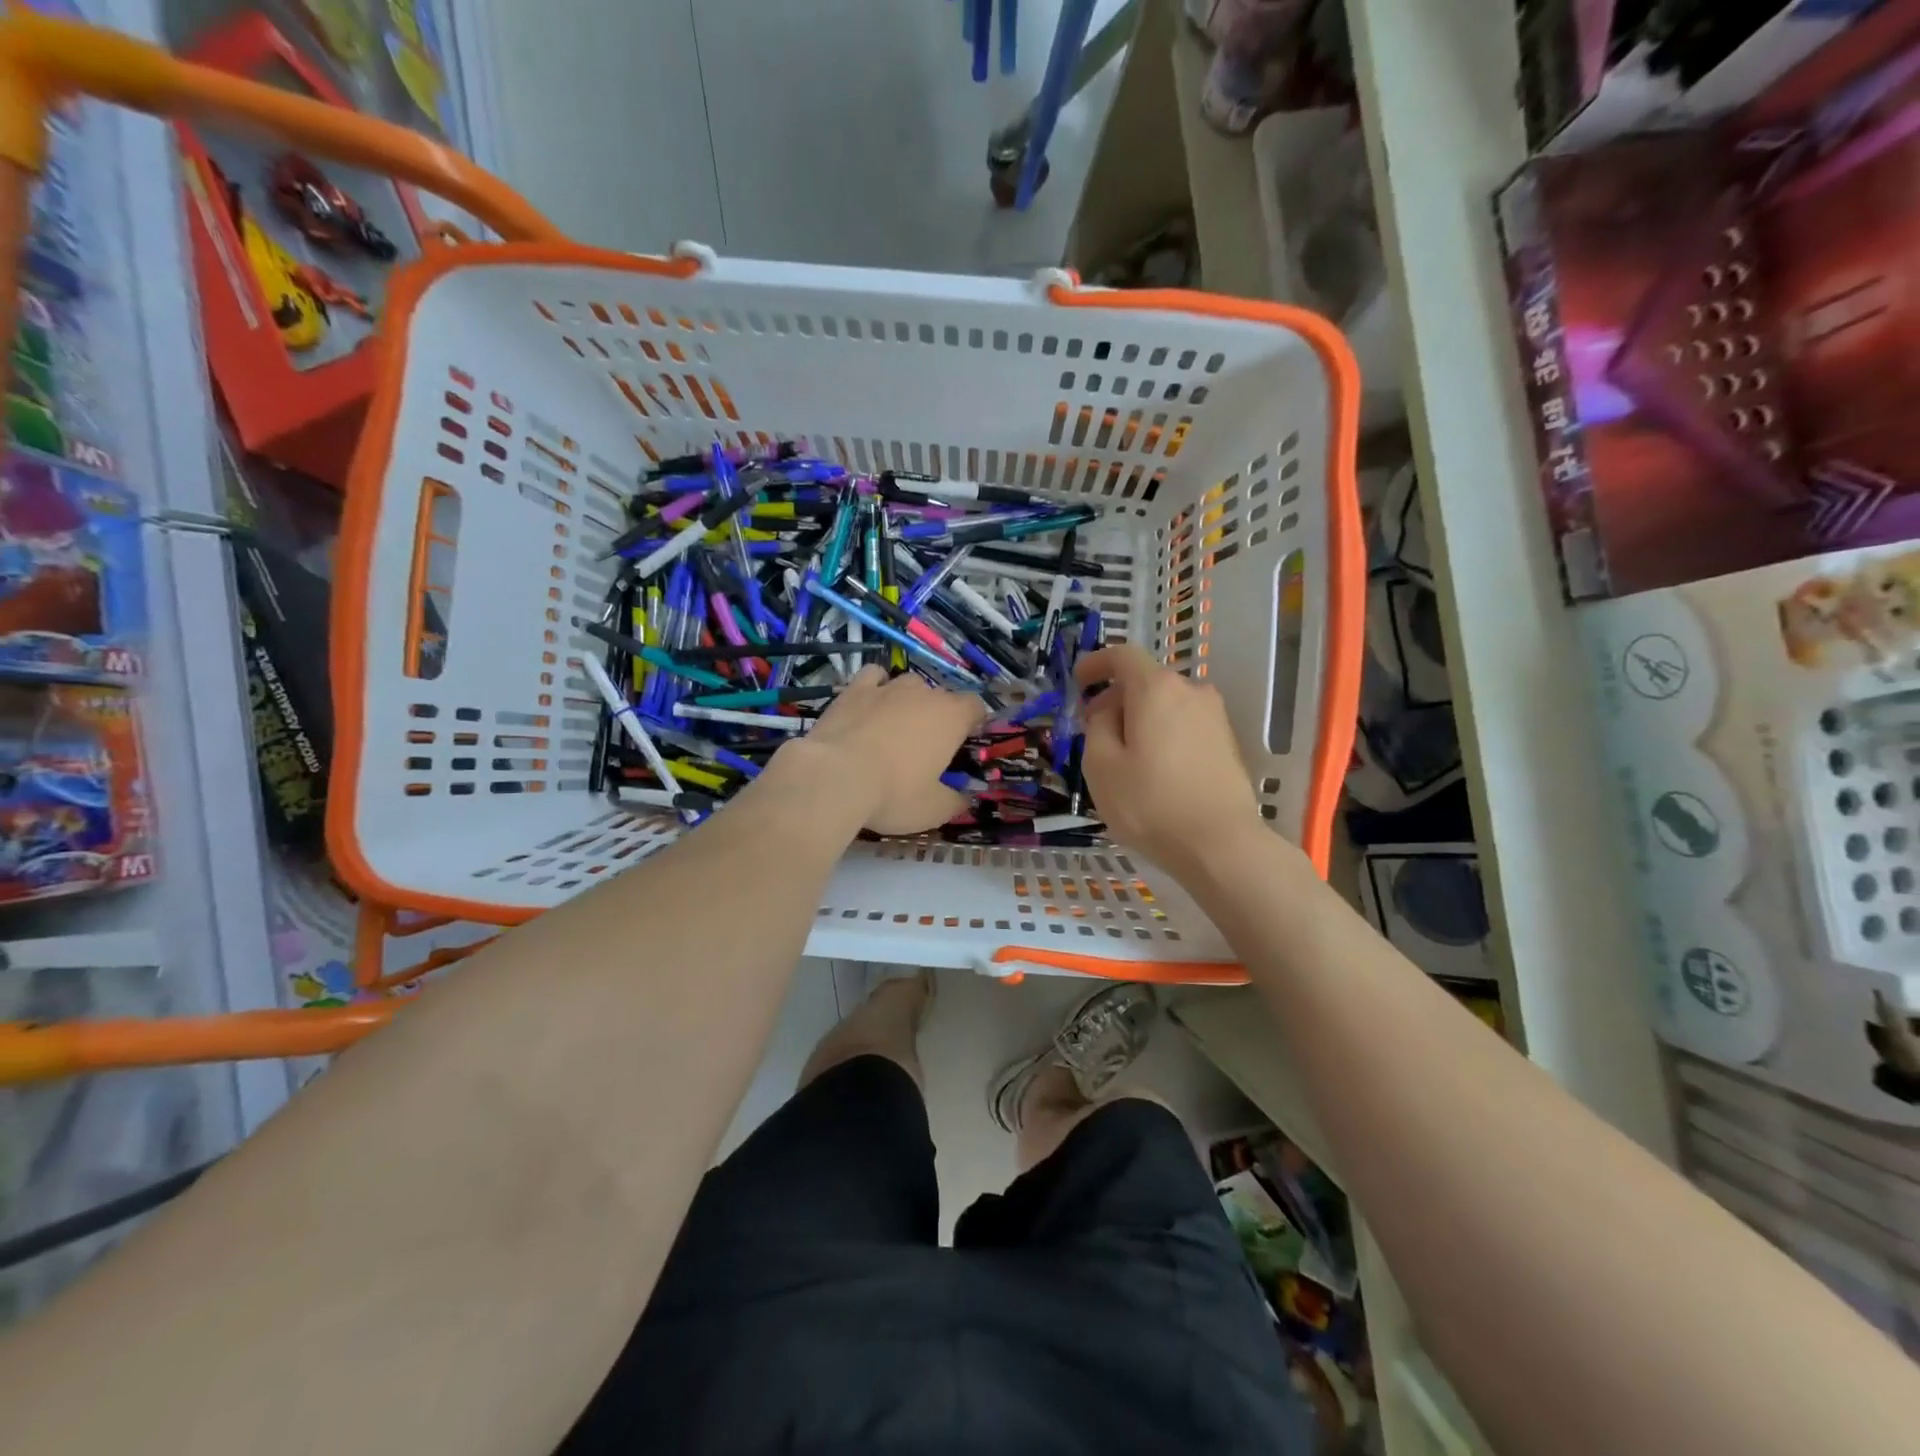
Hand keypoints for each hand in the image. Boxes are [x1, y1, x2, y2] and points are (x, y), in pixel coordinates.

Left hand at [798, 666, 985, 834]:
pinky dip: (877, 686)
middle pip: (942, 696)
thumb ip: (955, 801)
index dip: (974, 721)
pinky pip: (874, 676)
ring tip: (897, 725)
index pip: (975, 706)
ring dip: (910, 700)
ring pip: (909, 683)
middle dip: (940, 715)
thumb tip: (965, 799)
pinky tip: (871, 703)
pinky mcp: (855, 689)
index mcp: (951, 718)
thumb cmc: (894, 794)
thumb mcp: (934, 810)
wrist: (835, 777)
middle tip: (928, 746)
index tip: (966, 740)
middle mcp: (924, 694)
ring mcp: (888, 687)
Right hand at [1074, 644, 1259, 870]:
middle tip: (1092, 729)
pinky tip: (1151, 770)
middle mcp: (1191, 692)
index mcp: (1157, 689)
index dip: (1096, 664)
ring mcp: (1214, 717)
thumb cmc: (1150, 803)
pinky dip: (1161, 735)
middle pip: (1145, 681)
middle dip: (1115, 698)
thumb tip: (1107, 712)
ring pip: (1166, 706)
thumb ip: (1096, 726)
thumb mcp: (1101, 765)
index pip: (1122, 656)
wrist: (1220, 845)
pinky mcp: (1227, 743)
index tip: (1078, 681)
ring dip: (1139, 719)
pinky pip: (1183, 726)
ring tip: (1121, 756)